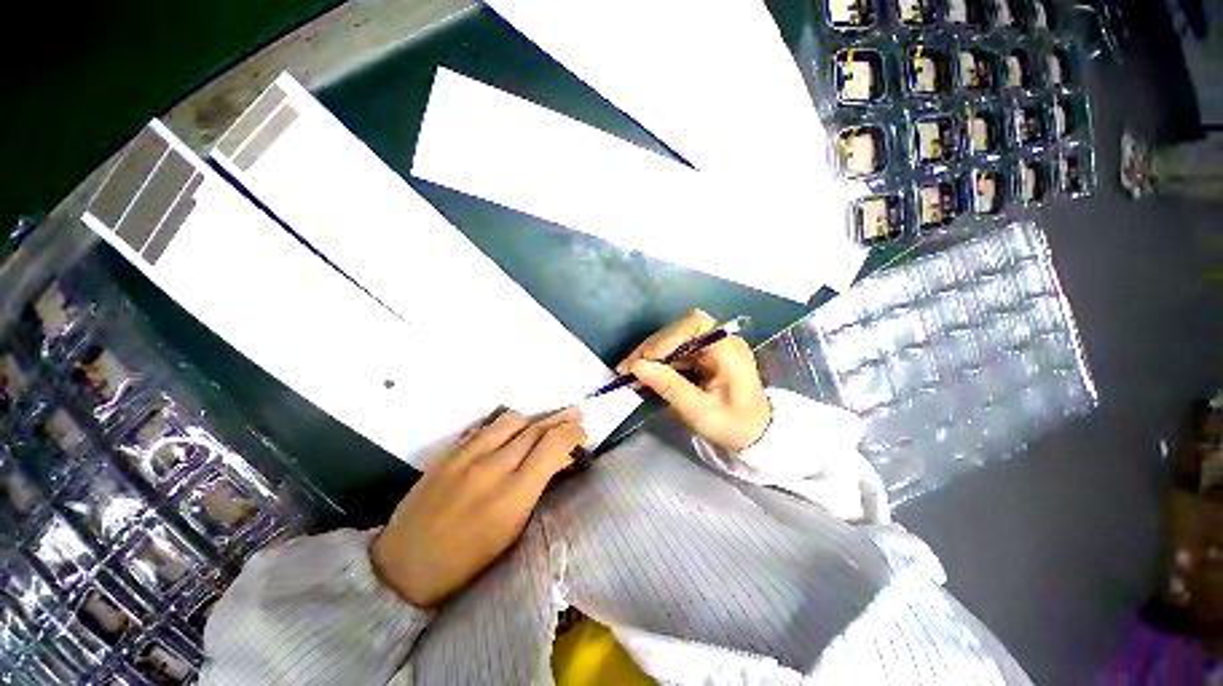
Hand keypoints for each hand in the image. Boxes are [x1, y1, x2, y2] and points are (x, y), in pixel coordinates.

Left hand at [370, 408, 585, 607]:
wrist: (403, 569)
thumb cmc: (466, 564)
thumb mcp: (512, 532)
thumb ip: (538, 488)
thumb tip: (560, 460)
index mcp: (512, 496)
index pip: (552, 446)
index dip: (572, 433)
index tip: (581, 433)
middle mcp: (491, 468)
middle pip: (535, 428)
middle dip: (560, 419)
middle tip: (576, 415)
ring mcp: (466, 456)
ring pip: (511, 419)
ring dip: (531, 421)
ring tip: (540, 427)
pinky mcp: (448, 453)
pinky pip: (484, 427)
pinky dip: (503, 428)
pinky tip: (508, 435)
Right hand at [618, 310, 770, 451]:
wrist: (756, 435)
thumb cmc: (733, 426)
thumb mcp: (700, 412)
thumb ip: (670, 387)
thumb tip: (637, 366)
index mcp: (729, 350)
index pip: (696, 325)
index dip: (668, 337)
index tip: (647, 358)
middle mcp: (722, 341)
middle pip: (681, 330)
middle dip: (653, 347)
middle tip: (628, 367)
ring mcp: (713, 347)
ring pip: (676, 339)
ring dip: (652, 353)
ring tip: (630, 370)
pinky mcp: (705, 356)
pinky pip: (678, 351)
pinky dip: (660, 361)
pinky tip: (645, 372)